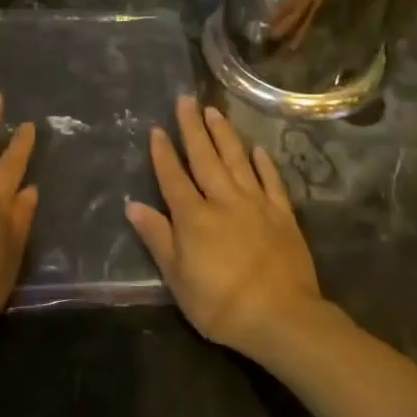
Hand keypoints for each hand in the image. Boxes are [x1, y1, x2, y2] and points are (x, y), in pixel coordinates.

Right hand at [125, 96, 324, 356]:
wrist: (282, 317)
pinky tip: (258, 149)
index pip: (174, 177)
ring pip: (237, 160)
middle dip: (193, 128)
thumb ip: (158, 238)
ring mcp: (256, 204)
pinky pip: (272, 181)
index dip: (164, 153)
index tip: (157, 129)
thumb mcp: (178, 279)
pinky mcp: (283, 214)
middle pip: (205, 158)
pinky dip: (264, 163)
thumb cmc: (221, 305)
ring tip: (214, 110)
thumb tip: (133, 205)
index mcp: (194, 218)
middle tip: (186, 99)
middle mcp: (224, 201)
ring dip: (224, 134)